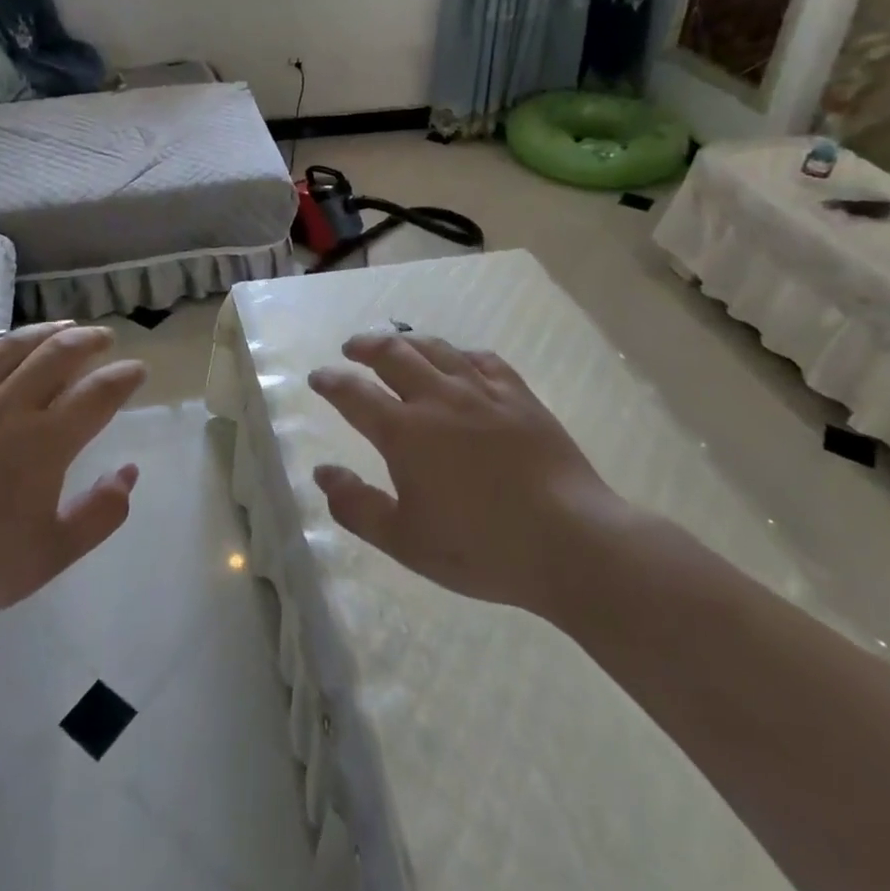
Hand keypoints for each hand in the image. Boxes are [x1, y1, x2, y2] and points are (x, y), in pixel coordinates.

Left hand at [0, 322, 146, 637]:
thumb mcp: (52, 554)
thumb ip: (101, 513)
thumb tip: (128, 472)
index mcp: (45, 442)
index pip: (97, 394)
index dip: (123, 377)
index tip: (138, 371)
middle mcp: (9, 407)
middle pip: (58, 354)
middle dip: (89, 341)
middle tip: (105, 339)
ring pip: (12, 347)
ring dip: (45, 332)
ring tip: (64, 327)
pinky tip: (0, 342)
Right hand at [308, 334, 629, 619]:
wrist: (571, 542)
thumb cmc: (481, 548)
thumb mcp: (405, 541)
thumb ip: (357, 506)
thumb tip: (323, 473)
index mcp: (404, 432)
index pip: (354, 394)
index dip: (331, 381)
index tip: (318, 377)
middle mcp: (438, 399)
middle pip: (393, 354)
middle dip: (365, 346)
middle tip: (351, 349)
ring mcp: (482, 393)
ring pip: (437, 349)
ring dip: (408, 342)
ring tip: (397, 344)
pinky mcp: (519, 397)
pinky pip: (484, 360)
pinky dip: (461, 354)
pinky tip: (460, 361)